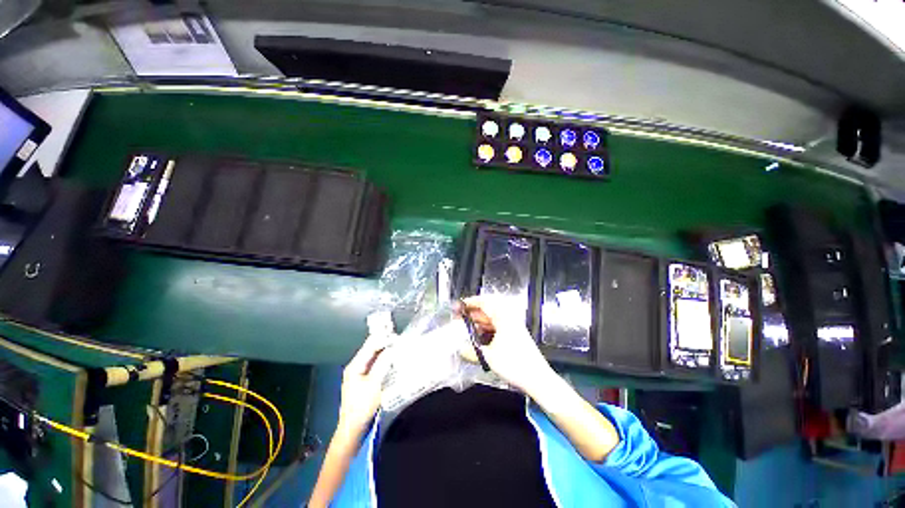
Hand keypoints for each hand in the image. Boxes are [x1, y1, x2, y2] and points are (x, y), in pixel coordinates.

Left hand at [338, 333, 388, 433]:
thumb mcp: (374, 384)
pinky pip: (375, 365)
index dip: (382, 338)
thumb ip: (383, 364)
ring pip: (374, 357)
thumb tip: (392, 348)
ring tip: (397, 345)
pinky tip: (392, 358)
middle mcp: (356, 367)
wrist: (353, 428)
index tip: (395, 333)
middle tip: (398, 338)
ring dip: (385, 351)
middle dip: (384, 343)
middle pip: (371, 350)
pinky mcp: (364, 381)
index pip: (369, 346)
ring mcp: (359, 374)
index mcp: (355, 366)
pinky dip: (383, 360)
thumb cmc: (362, 406)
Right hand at [456, 295, 555, 393]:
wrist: (537, 378)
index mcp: (503, 317)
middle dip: (472, 313)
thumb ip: (471, 351)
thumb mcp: (489, 357)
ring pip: (491, 319)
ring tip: (466, 328)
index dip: (470, 302)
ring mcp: (512, 326)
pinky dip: (486, 329)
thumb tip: (460, 348)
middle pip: (487, 310)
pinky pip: (496, 327)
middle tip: (459, 318)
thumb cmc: (516, 365)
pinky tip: (479, 337)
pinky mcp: (514, 335)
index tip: (460, 305)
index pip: (484, 302)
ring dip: (478, 322)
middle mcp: (508, 318)